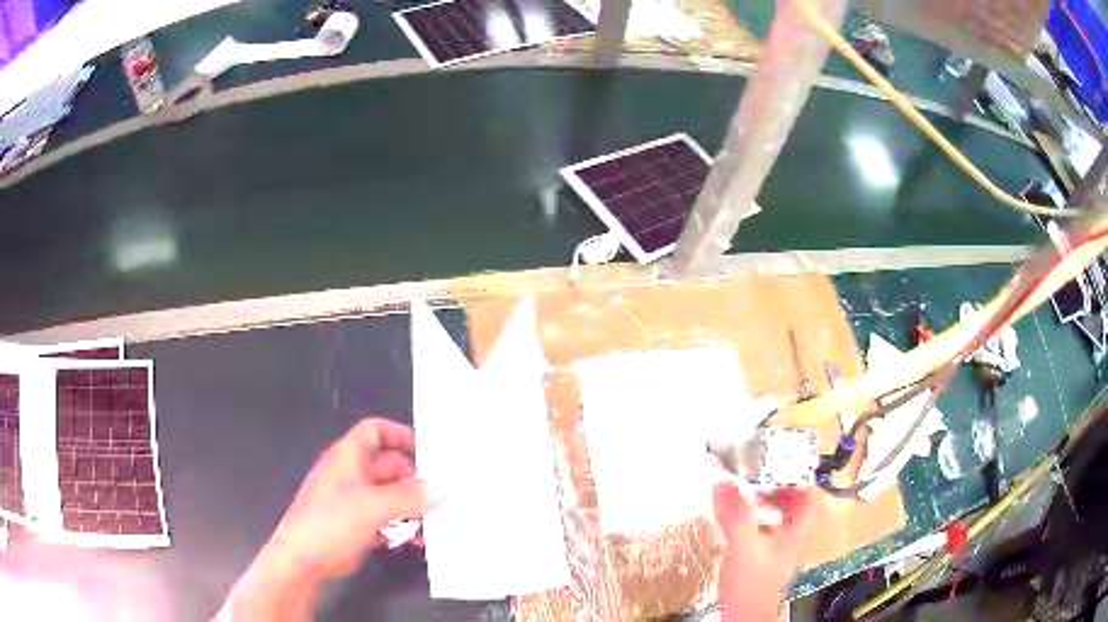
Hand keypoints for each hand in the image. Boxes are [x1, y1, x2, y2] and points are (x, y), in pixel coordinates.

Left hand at [225, 418, 441, 620]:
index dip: (400, 434)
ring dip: (413, 506)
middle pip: (389, 466)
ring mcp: (356, 501)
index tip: (429, 450)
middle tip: (443, 493)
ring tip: (438, 520)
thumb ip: (409, 497)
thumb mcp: (372, 506)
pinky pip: (388, 519)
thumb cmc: (331, 522)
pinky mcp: (359, 525)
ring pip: (391, 495)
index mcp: (349, 457)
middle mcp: (353, 474)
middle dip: (415, 478)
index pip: (375, 431)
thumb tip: (443, 488)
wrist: (304, 559)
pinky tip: (420, 540)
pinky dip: (404, 526)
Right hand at [712, 483, 814, 621]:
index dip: (801, 478)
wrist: (744, 616)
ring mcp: (779, 550)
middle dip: (783, 487)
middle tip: (763, 475)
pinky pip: (767, 531)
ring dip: (770, 502)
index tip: (783, 463)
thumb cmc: (751, 584)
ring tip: (750, 492)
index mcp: (795, 532)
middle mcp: (791, 538)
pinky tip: (740, 522)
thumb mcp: (743, 548)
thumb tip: (722, 484)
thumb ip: (736, 518)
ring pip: (783, 518)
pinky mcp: (764, 560)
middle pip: (798, 506)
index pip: (810, 498)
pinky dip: (758, 519)